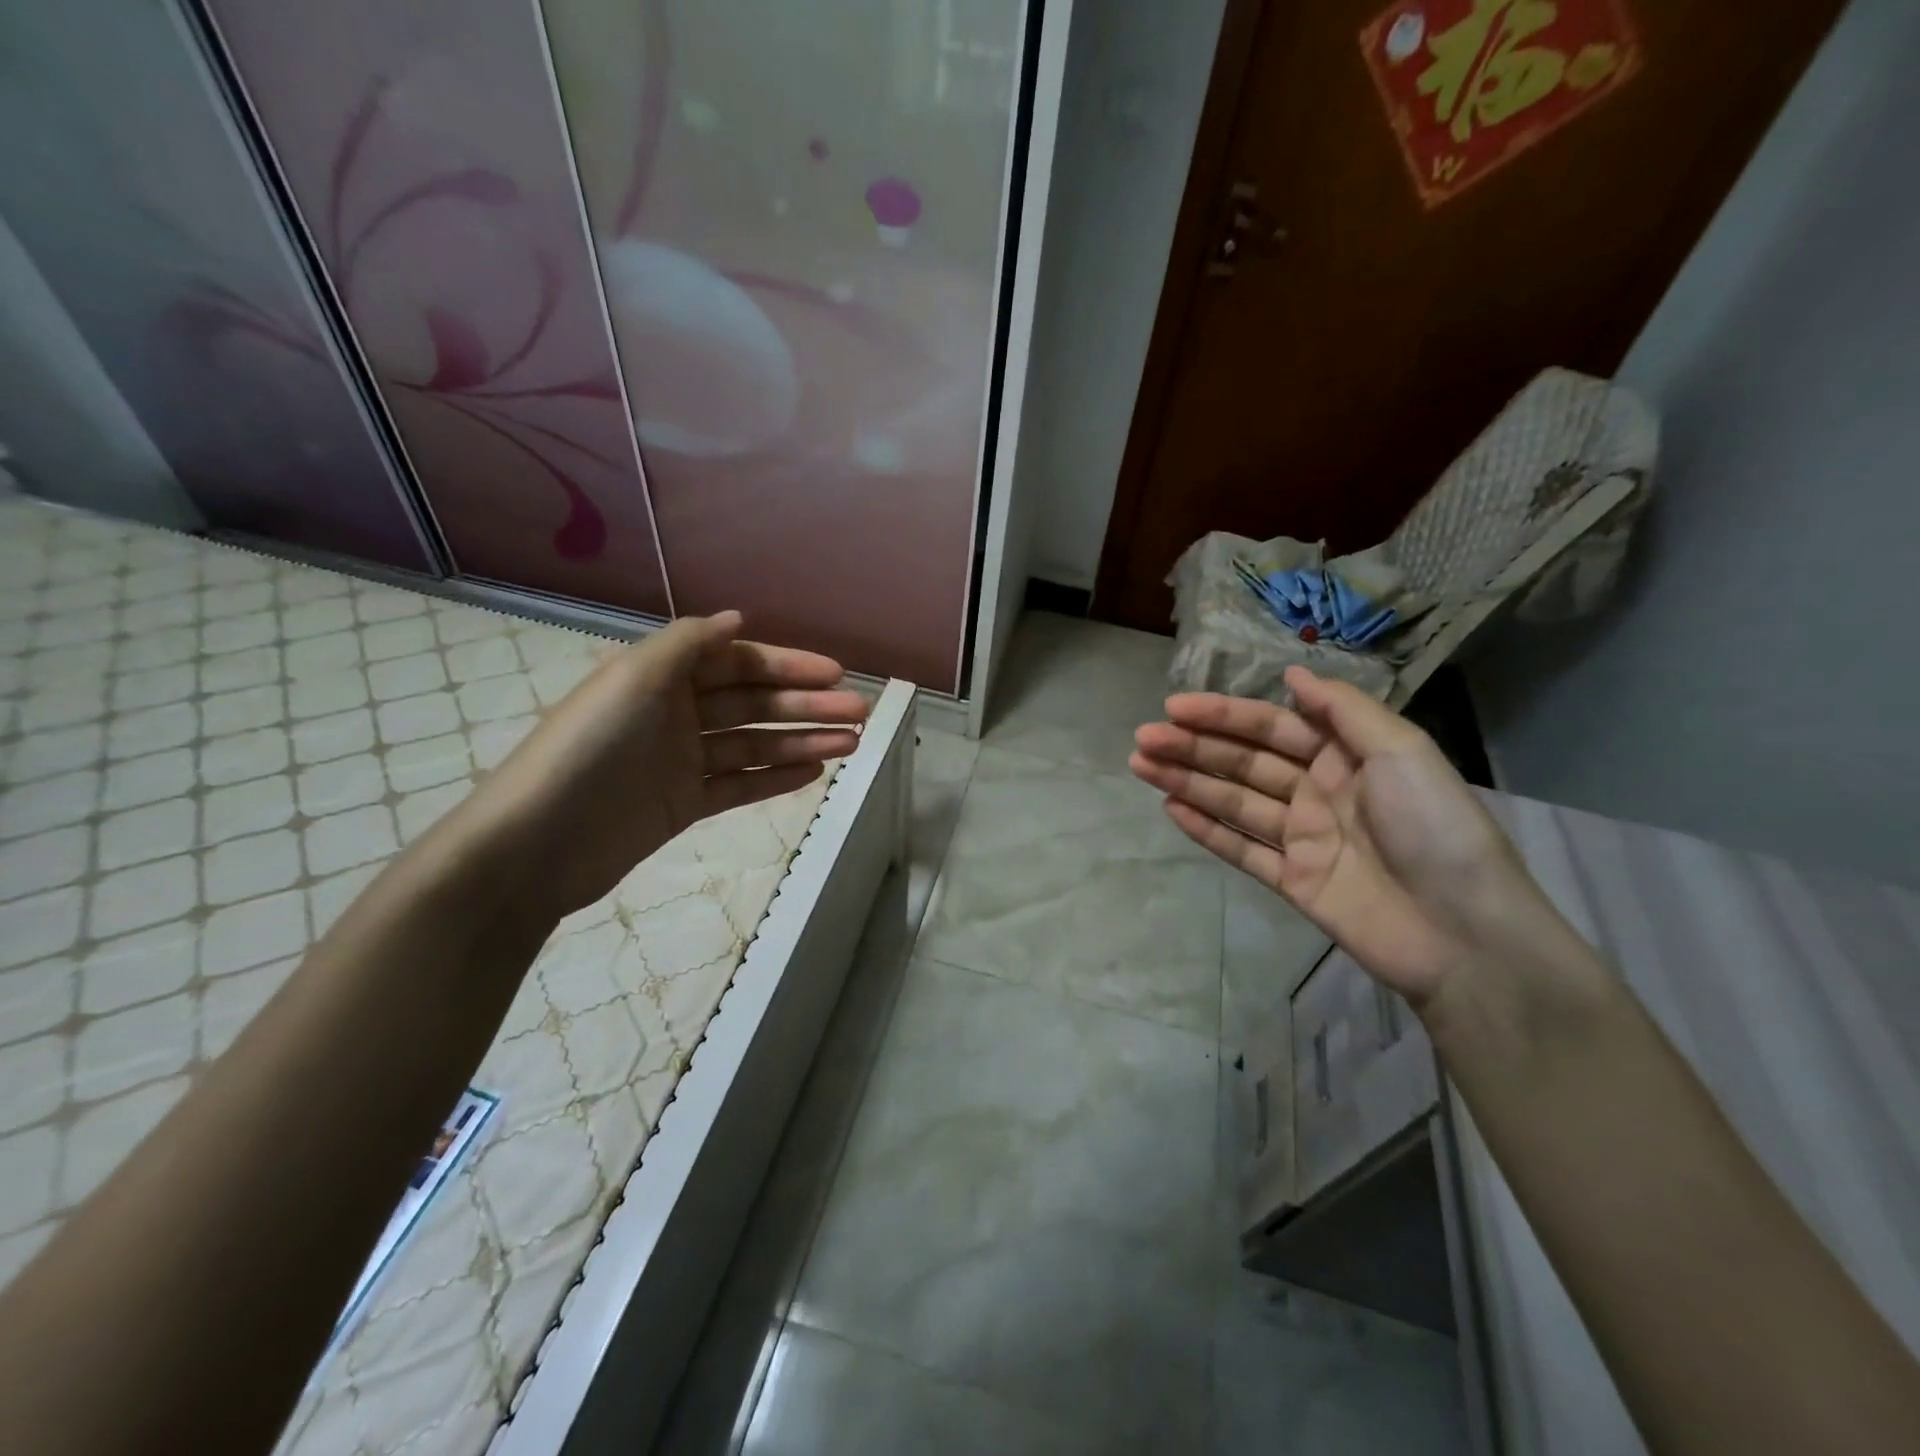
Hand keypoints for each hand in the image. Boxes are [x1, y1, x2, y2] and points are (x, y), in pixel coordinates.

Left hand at [450, 611, 866, 919]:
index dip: (788, 665)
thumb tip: (737, 619)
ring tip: (851, 744)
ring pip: (754, 745)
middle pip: (754, 703)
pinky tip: (814, 773)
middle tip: (861, 713)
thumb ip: (689, 643)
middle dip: (807, 706)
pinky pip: (739, 785)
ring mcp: (681, 761)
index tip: (835, 672)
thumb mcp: (634, 678)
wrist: (538, 842)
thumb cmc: (590, 747)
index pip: (738, 663)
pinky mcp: (684, 804)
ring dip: (803, 741)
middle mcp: (675, 713)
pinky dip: (775, 778)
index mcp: (662, 677)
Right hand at [1130, 667, 1550, 1005]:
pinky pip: (1241, 849)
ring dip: (1187, 781)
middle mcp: (1318, 790)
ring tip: (1140, 765)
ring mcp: (1302, 838)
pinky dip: (1206, 829)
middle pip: (1243, 762)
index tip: (1175, 708)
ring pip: (1234, 801)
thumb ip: (1342, 710)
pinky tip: (1171, 809)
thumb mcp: (1400, 751)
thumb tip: (1292, 674)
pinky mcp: (1292, 880)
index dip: (1223, 715)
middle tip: (1143, 739)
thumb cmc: (1434, 828)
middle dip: (1192, 747)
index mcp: (1345, 756)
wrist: (1464, 932)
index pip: (1271, 727)